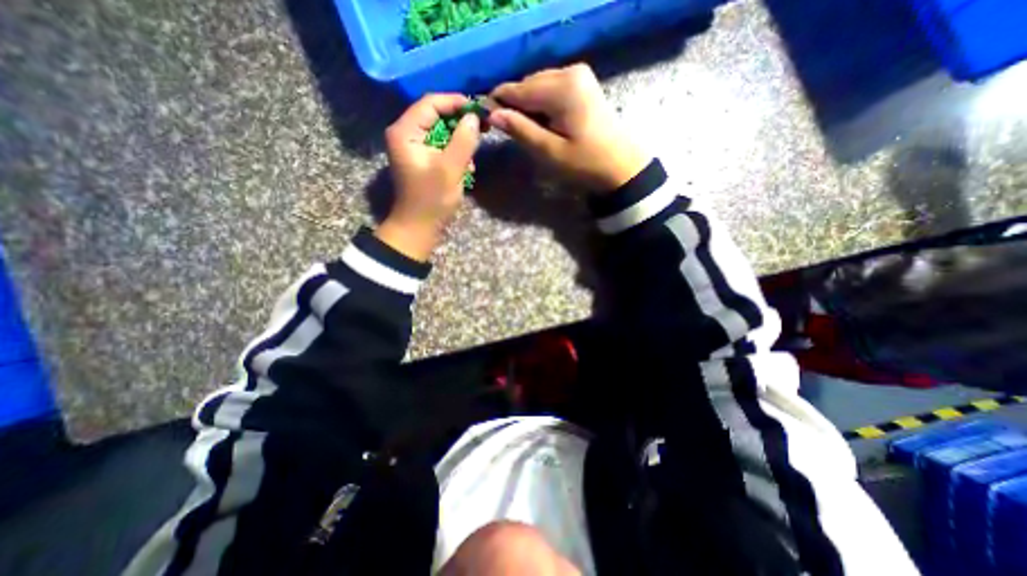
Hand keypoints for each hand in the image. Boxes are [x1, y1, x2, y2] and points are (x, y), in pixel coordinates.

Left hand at [377, 95, 482, 260]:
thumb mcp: (451, 168)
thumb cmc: (432, 199)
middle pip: (436, 115)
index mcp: (405, 131)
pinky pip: (441, 147)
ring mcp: (414, 147)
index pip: (431, 103)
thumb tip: (474, 117)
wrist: (419, 227)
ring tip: (473, 157)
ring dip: (460, 141)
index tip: (480, 109)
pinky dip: (455, 153)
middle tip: (483, 128)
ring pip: (441, 132)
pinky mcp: (422, 159)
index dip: (456, 102)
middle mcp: (406, 133)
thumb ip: (463, 140)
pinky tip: (466, 167)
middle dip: (460, 123)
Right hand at [485, 62, 644, 191]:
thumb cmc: (585, 164)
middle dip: (516, 106)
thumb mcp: (549, 152)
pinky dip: (542, 105)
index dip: (499, 103)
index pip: (518, 89)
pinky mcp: (582, 83)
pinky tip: (545, 123)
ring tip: (530, 131)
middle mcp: (570, 71)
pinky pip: (551, 89)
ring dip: (529, 106)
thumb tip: (492, 114)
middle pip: (528, 84)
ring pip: (538, 86)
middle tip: (511, 132)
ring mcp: (578, 75)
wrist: (620, 166)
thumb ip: (520, 130)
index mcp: (562, 88)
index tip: (486, 121)